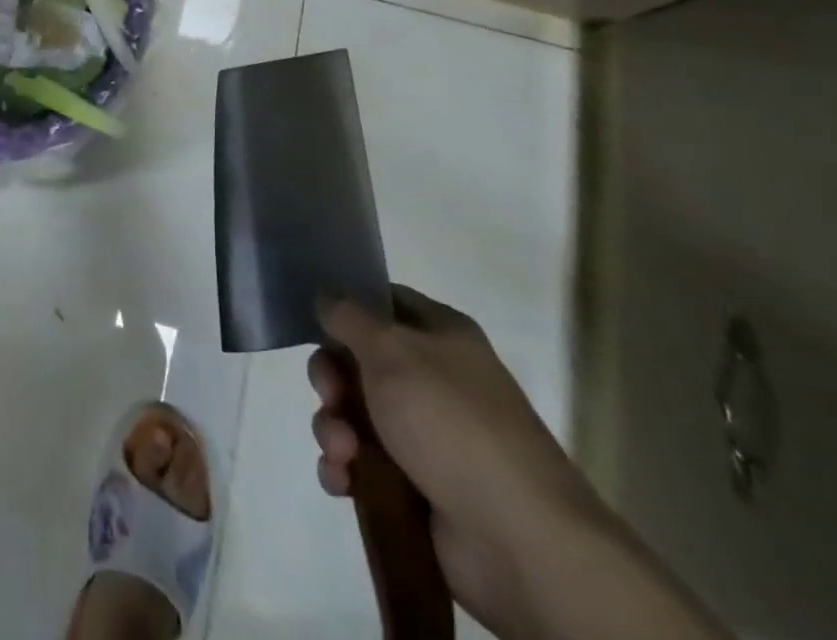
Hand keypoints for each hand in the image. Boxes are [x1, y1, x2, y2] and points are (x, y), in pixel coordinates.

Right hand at [308, 287, 609, 636]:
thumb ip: (348, 316)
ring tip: (342, 453)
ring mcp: (427, 437)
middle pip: (359, 361)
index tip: (317, 325)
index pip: (383, 302)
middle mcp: (435, 379)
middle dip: (331, 379)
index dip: (347, 309)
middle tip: (329, 397)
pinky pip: (363, 465)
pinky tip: (342, 480)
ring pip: (355, 415)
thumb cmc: (451, 422)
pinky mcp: (417, 488)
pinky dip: (344, 469)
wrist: (519, 541)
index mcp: (441, 335)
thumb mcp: (390, 349)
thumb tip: (326, 296)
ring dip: (333, 428)